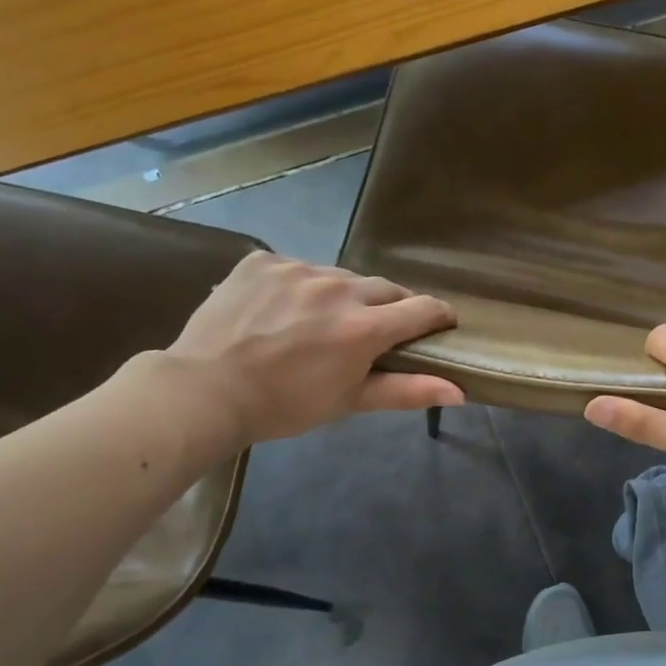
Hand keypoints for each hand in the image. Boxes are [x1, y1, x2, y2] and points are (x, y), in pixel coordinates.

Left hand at [159, 254, 462, 448]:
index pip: (422, 308)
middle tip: (377, 331)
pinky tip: (285, 311)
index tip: (441, 324)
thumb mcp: (350, 401)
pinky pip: (298, 268)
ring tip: (324, 321)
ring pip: (341, 277)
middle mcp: (338, 288)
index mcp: (364, 327)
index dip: (438, 316)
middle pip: (385, 288)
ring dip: (345, 296)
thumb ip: (408, 391)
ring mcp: (297, 269)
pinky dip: (302, 287)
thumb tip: (461, 392)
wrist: (204, 390)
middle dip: (390, 308)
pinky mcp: (263, 260)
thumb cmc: (286, 405)